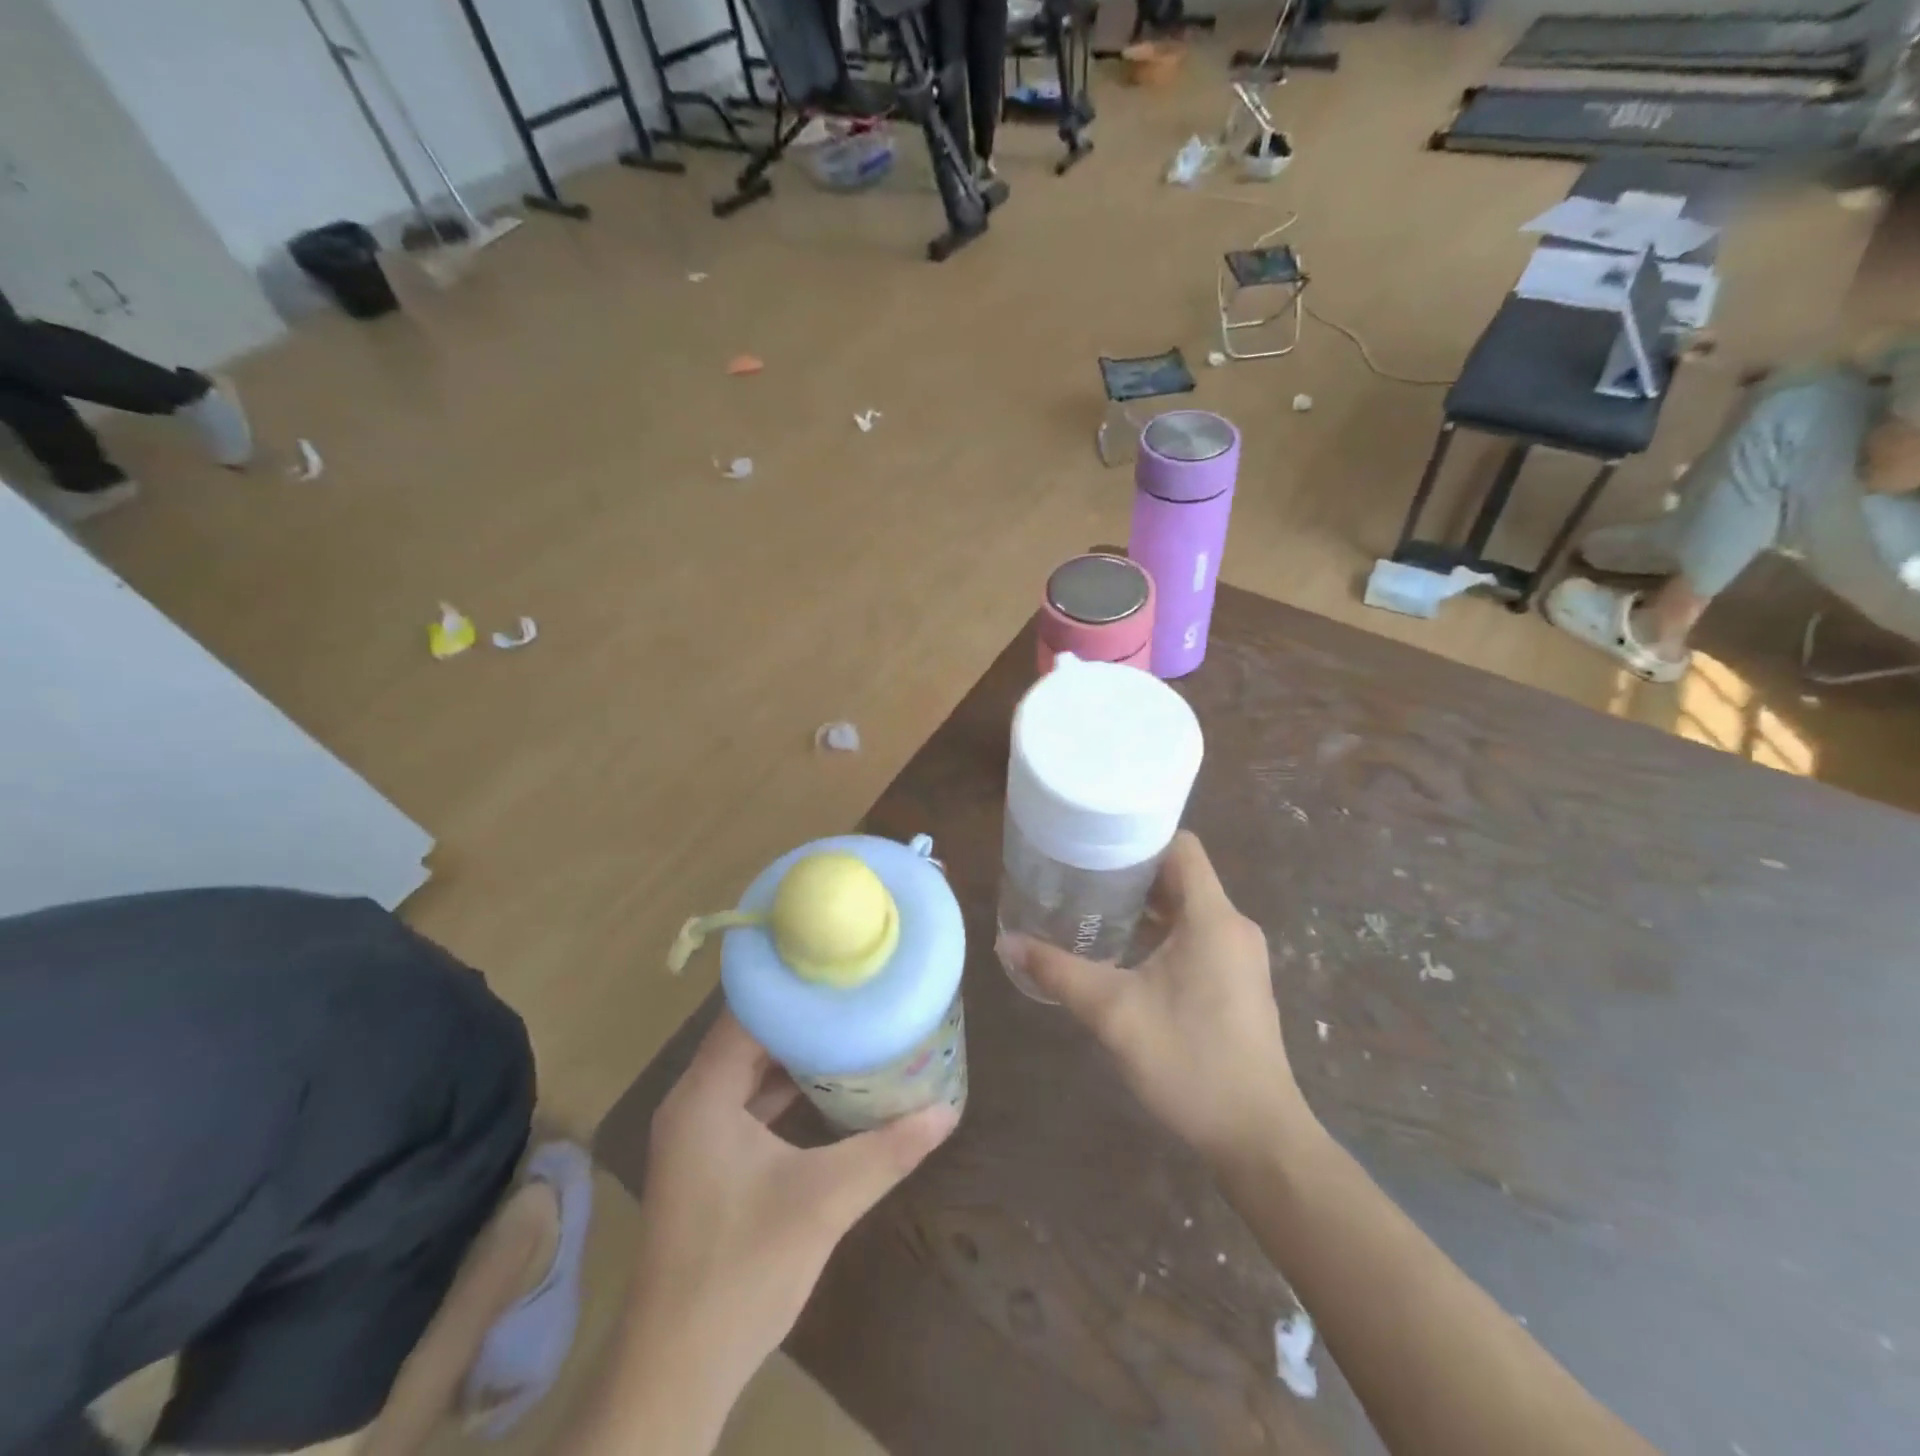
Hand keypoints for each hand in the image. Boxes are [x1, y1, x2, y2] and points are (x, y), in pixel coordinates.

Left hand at [629, 1012, 958, 1391]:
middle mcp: (692, 1102)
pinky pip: (747, 1103)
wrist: (678, 1371)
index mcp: (703, 1094)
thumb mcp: (824, 1201)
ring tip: (851, 1025)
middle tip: (856, 990)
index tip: (840, 963)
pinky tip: (828, 1085)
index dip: (793, 984)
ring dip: (794, 1053)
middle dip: (802, 1015)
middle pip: (749, 1036)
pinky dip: (783, 1090)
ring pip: (749, 1071)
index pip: (747, 1011)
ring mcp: (697, 1135)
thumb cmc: (743, 1269)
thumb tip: (947, 1112)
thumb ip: (886, 1151)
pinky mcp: (708, 1162)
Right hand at [997, 832, 1312, 1168]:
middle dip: (1131, 872)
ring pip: (1189, 908)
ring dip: (1146, 905)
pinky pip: (1198, 935)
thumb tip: (1007, 942)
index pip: (1181, 846)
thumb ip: (1058, 972)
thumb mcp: (1113, 1013)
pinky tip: (1125, 953)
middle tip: (1080, 875)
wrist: (1257, 1138)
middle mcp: (1233, 927)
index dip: (1138, 837)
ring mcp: (1240, 956)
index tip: (1093, 843)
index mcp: (1212, 918)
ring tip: (1093, 908)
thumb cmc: (1189, 1063)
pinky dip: (1162, 932)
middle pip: (1181, 875)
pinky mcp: (1239, 981)